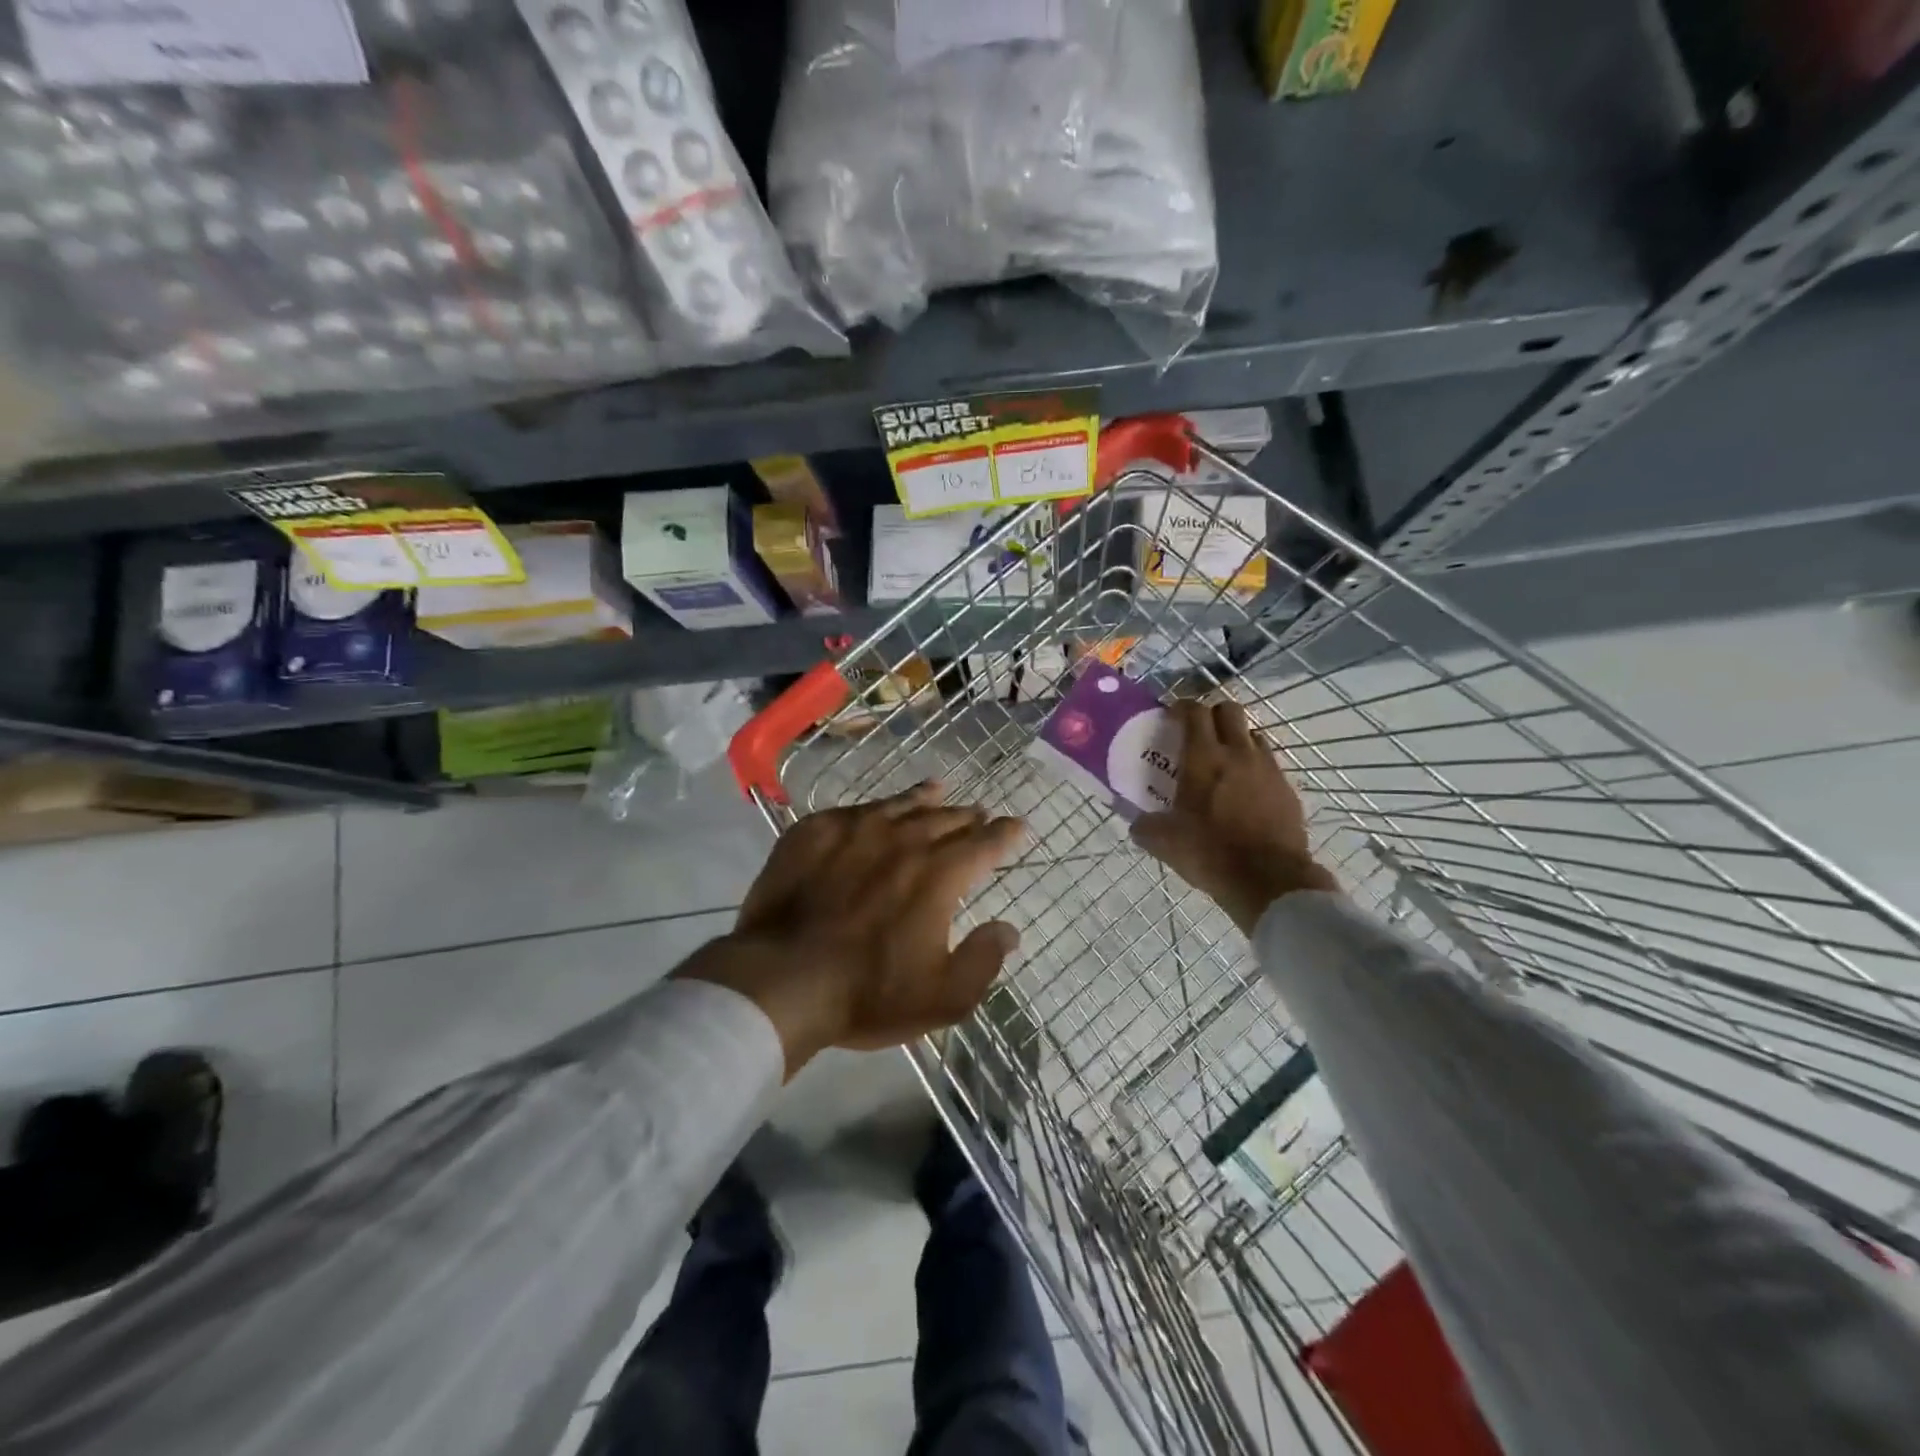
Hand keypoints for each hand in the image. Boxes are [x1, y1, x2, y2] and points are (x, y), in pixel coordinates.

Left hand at [680, 782, 1026, 1078]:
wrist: (780, 980)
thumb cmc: (867, 994)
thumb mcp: (941, 998)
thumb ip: (983, 960)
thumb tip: (1008, 929)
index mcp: (938, 875)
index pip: (983, 844)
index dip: (1004, 834)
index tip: (1017, 826)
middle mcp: (902, 840)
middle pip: (944, 819)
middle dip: (967, 816)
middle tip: (978, 812)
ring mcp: (855, 830)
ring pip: (899, 804)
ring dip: (924, 798)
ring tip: (937, 790)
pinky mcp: (814, 832)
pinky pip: (853, 810)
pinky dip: (874, 808)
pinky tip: (874, 810)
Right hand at [1131, 699, 1339, 935]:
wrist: (1270, 881)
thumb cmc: (1211, 853)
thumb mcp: (1164, 843)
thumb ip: (1145, 827)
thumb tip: (1137, 824)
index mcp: (1204, 757)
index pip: (1194, 711)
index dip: (1181, 707)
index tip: (1171, 716)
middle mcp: (1238, 753)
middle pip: (1229, 710)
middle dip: (1212, 715)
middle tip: (1199, 734)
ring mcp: (1268, 769)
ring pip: (1254, 735)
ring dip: (1237, 740)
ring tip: (1224, 762)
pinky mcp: (1288, 790)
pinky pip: (1270, 765)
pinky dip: (1255, 769)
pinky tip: (1246, 793)